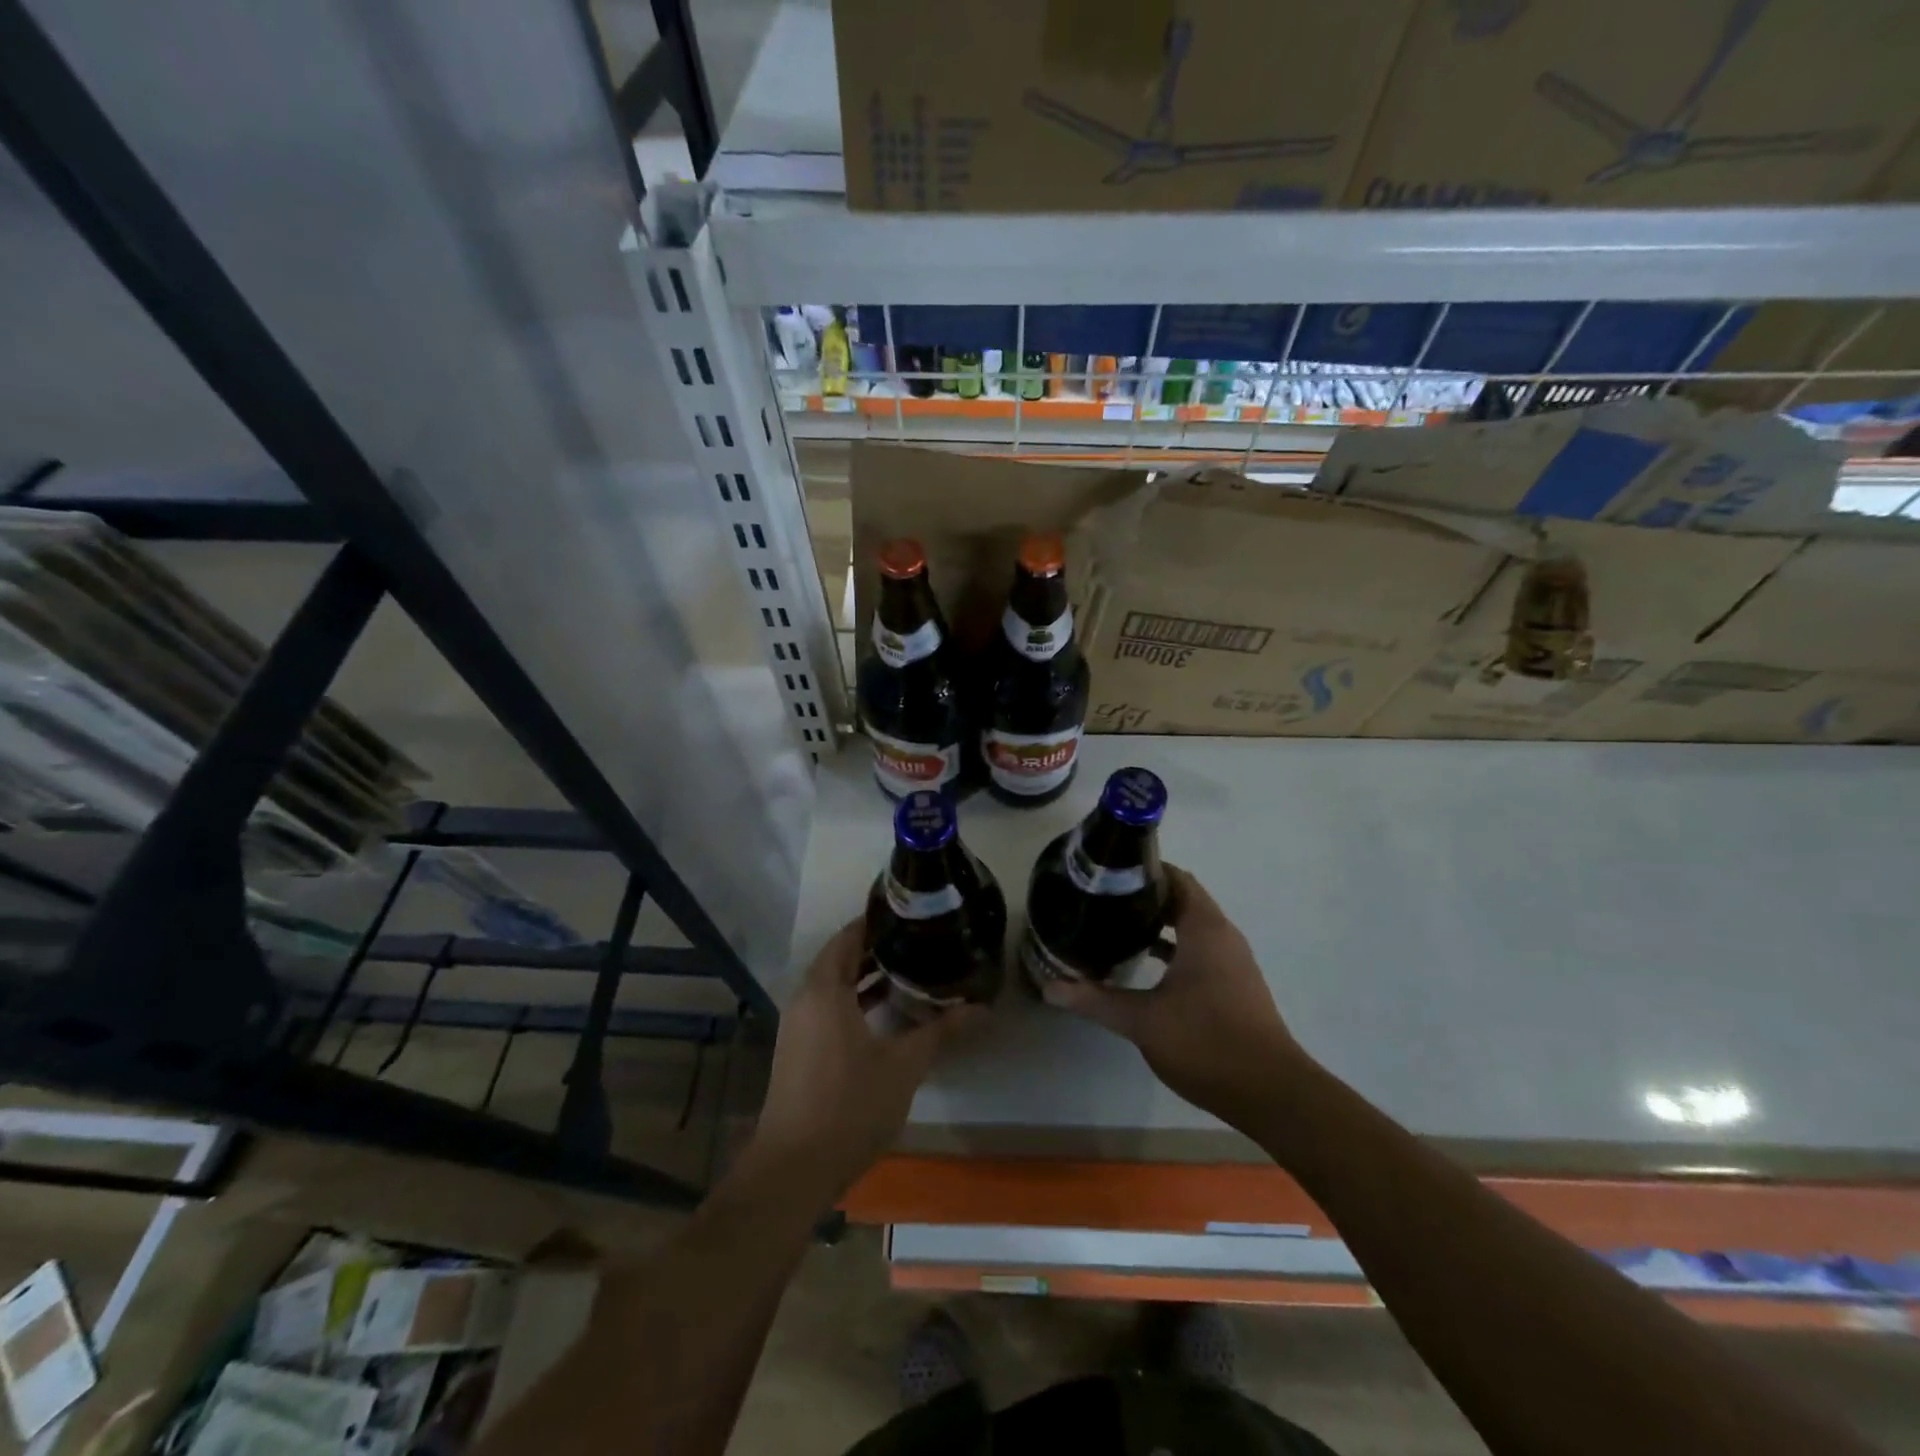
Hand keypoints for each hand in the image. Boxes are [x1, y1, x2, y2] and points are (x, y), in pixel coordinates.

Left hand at [750, 918, 981, 1200]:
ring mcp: (798, 1027)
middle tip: (917, 940)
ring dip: (864, 977)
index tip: (909, 914)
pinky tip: (884, 1013)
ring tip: (908, 970)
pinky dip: (853, 1001)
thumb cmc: (850, 1105)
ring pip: (832, 986)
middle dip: (875, 949)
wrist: (794, 1169)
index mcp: (825, 990)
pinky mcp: (798, 1051)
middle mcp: (805, 1000)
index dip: (876, 922)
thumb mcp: (904, 1066)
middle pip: (840, 959)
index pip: (848, 937)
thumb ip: (941, 1032)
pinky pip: (826, 1009)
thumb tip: (982, 1008)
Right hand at [1043, 866, 1306, 1128]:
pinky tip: (1144, 965)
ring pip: (1191, 927)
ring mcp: (1232, 962)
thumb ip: (1096, 1000)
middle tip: (1103, 900)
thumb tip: (1050, 987)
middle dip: (1144, 897)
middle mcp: (1222, 936)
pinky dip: (1174, 948)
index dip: (1143, 870)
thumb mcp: (1143, 1020)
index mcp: (1205, 929)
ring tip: (1116, 927)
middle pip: (1182, 899)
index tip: (1107, 874)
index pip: (1176, 878)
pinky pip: (1200, 950)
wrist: (1270, 1093)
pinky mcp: (1234, 985)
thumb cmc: (1206, 1042)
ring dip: (1159, 923)